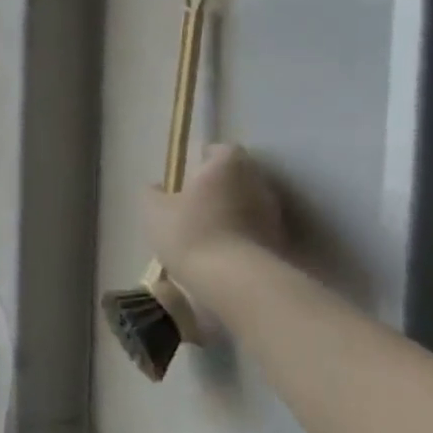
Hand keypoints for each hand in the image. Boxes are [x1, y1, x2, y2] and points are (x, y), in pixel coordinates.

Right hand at [144, 143, 289, 287]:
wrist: (235, 282)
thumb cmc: (191, 233)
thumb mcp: (155, 211)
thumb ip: (153, 194)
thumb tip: (157, 187)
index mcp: (228, 164)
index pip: (219, 150)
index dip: (202, 161)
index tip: (186, 179)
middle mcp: (257, 181)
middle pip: (237, 178)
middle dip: (218, 189)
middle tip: (193, 207)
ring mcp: (274, 214)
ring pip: (247, 207)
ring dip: (231, 216)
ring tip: (206, 237)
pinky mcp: (280, 244)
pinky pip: (254, 234)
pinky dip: (240, 240)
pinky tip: (220, 259)